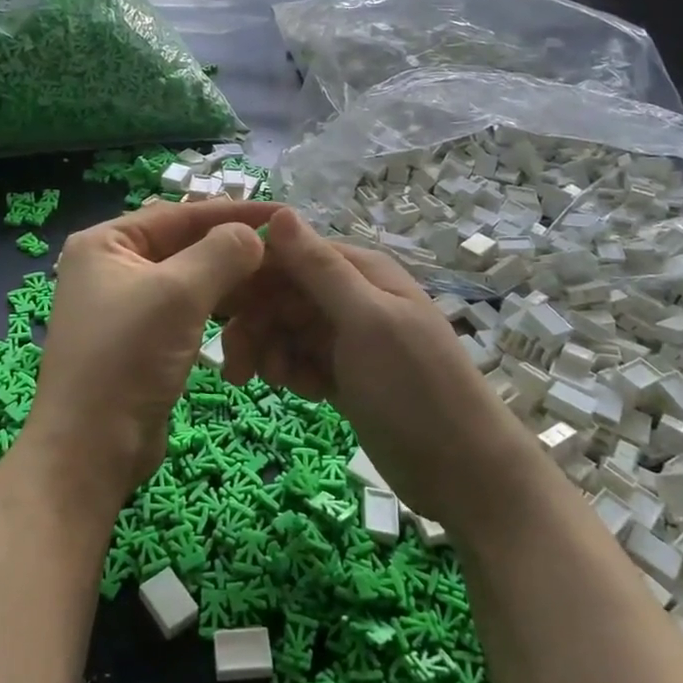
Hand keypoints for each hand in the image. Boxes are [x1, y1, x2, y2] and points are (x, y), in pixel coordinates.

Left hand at [30, 199, 276, 509]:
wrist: (92, 448)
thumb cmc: (127, 358)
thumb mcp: (178, 294)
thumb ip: (221, 253)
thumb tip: (255, 235)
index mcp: (106, 243)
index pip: (179, 214)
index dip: (233, 212)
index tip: (283, 214)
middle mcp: (111, 267)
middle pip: (185, 245)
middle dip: (234, 250)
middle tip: (286, 253)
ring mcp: (126, 306)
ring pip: (190, 281)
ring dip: (230, 284)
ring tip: (276, 283)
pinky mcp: (142, 341)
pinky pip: (187, 312)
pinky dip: (217, 311)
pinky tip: (250, 314)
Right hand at [220, 209, 522, 528]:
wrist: (463, 471)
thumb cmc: (414, 388)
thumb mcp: (366, 321)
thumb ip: (321, 268)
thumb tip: (280, 210)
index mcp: (360, 271)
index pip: (290, 254)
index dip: (252, 276)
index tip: (219, 307)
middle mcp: (352, 297)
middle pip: (283, 294)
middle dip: (256, 325)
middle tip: (236, 368)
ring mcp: (349, 338)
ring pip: (287, 329)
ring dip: (271, 352)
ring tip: (275, 384)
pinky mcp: (345, 374)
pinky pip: (302, 360)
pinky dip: (294, 373)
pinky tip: (306, 394)